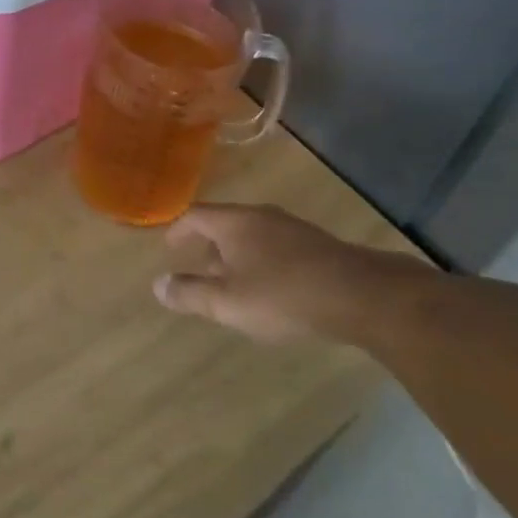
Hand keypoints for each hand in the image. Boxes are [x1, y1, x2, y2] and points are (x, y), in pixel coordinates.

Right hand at [153, 203, 426, 345]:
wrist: (360, 295)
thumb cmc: (283, 295)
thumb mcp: (228, 301)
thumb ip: (191, 294)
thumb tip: (158, 285)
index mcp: (235, 222)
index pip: (196, 215)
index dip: (179, 230)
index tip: (169, 247)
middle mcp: (261, 216)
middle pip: (226, 223)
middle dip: (209, 244)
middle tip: (199, 265)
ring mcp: (293, 228)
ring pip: (253, 235)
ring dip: (237, 254)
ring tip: (233, 280)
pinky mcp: (318, 246)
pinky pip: (277, 247)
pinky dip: (263, 261)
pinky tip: (271, 287)